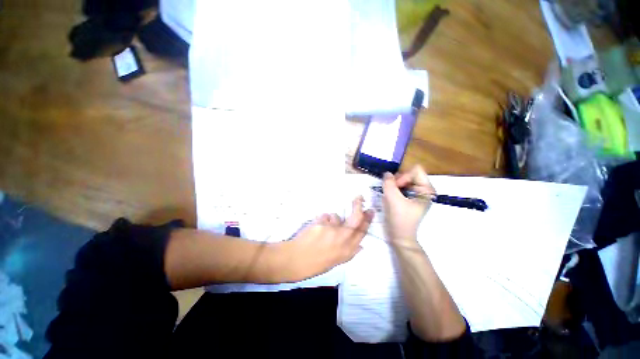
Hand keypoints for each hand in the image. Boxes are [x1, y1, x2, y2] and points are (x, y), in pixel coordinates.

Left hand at [282, 197, 373, 280]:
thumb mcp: (336, 262)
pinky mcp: (321, 223)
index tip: (370, 211)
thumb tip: (360, 246)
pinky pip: (325, 217)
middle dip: (359, 206)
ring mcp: (332, 230)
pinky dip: (321, 220)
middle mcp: (343, 239)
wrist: (295, 260)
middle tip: (359, 198)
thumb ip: (349, 252)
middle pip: (356, 219)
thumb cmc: (315, 263)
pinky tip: (315, 229)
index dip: (367, 220)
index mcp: (347, 251)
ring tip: (322, 229)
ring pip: (336, 217)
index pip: (362, 232)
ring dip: (331, 220)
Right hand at [382, 165, 434, 244]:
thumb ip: (389, 183)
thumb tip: (387, 173)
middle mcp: (423, 190)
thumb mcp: (393, 199)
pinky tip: (389, 197)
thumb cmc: (400, 219)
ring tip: (389, 194)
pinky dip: (394, 189)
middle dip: (398, 181)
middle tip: (390, 191)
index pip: (415, 171)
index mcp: (426, 190)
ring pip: (403, 180)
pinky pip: (400, 186)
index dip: (404, 176)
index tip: (396, 187)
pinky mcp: (409, 198)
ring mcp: (416, 194)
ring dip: (394, 185)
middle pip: (409, 174)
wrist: (399, 236)